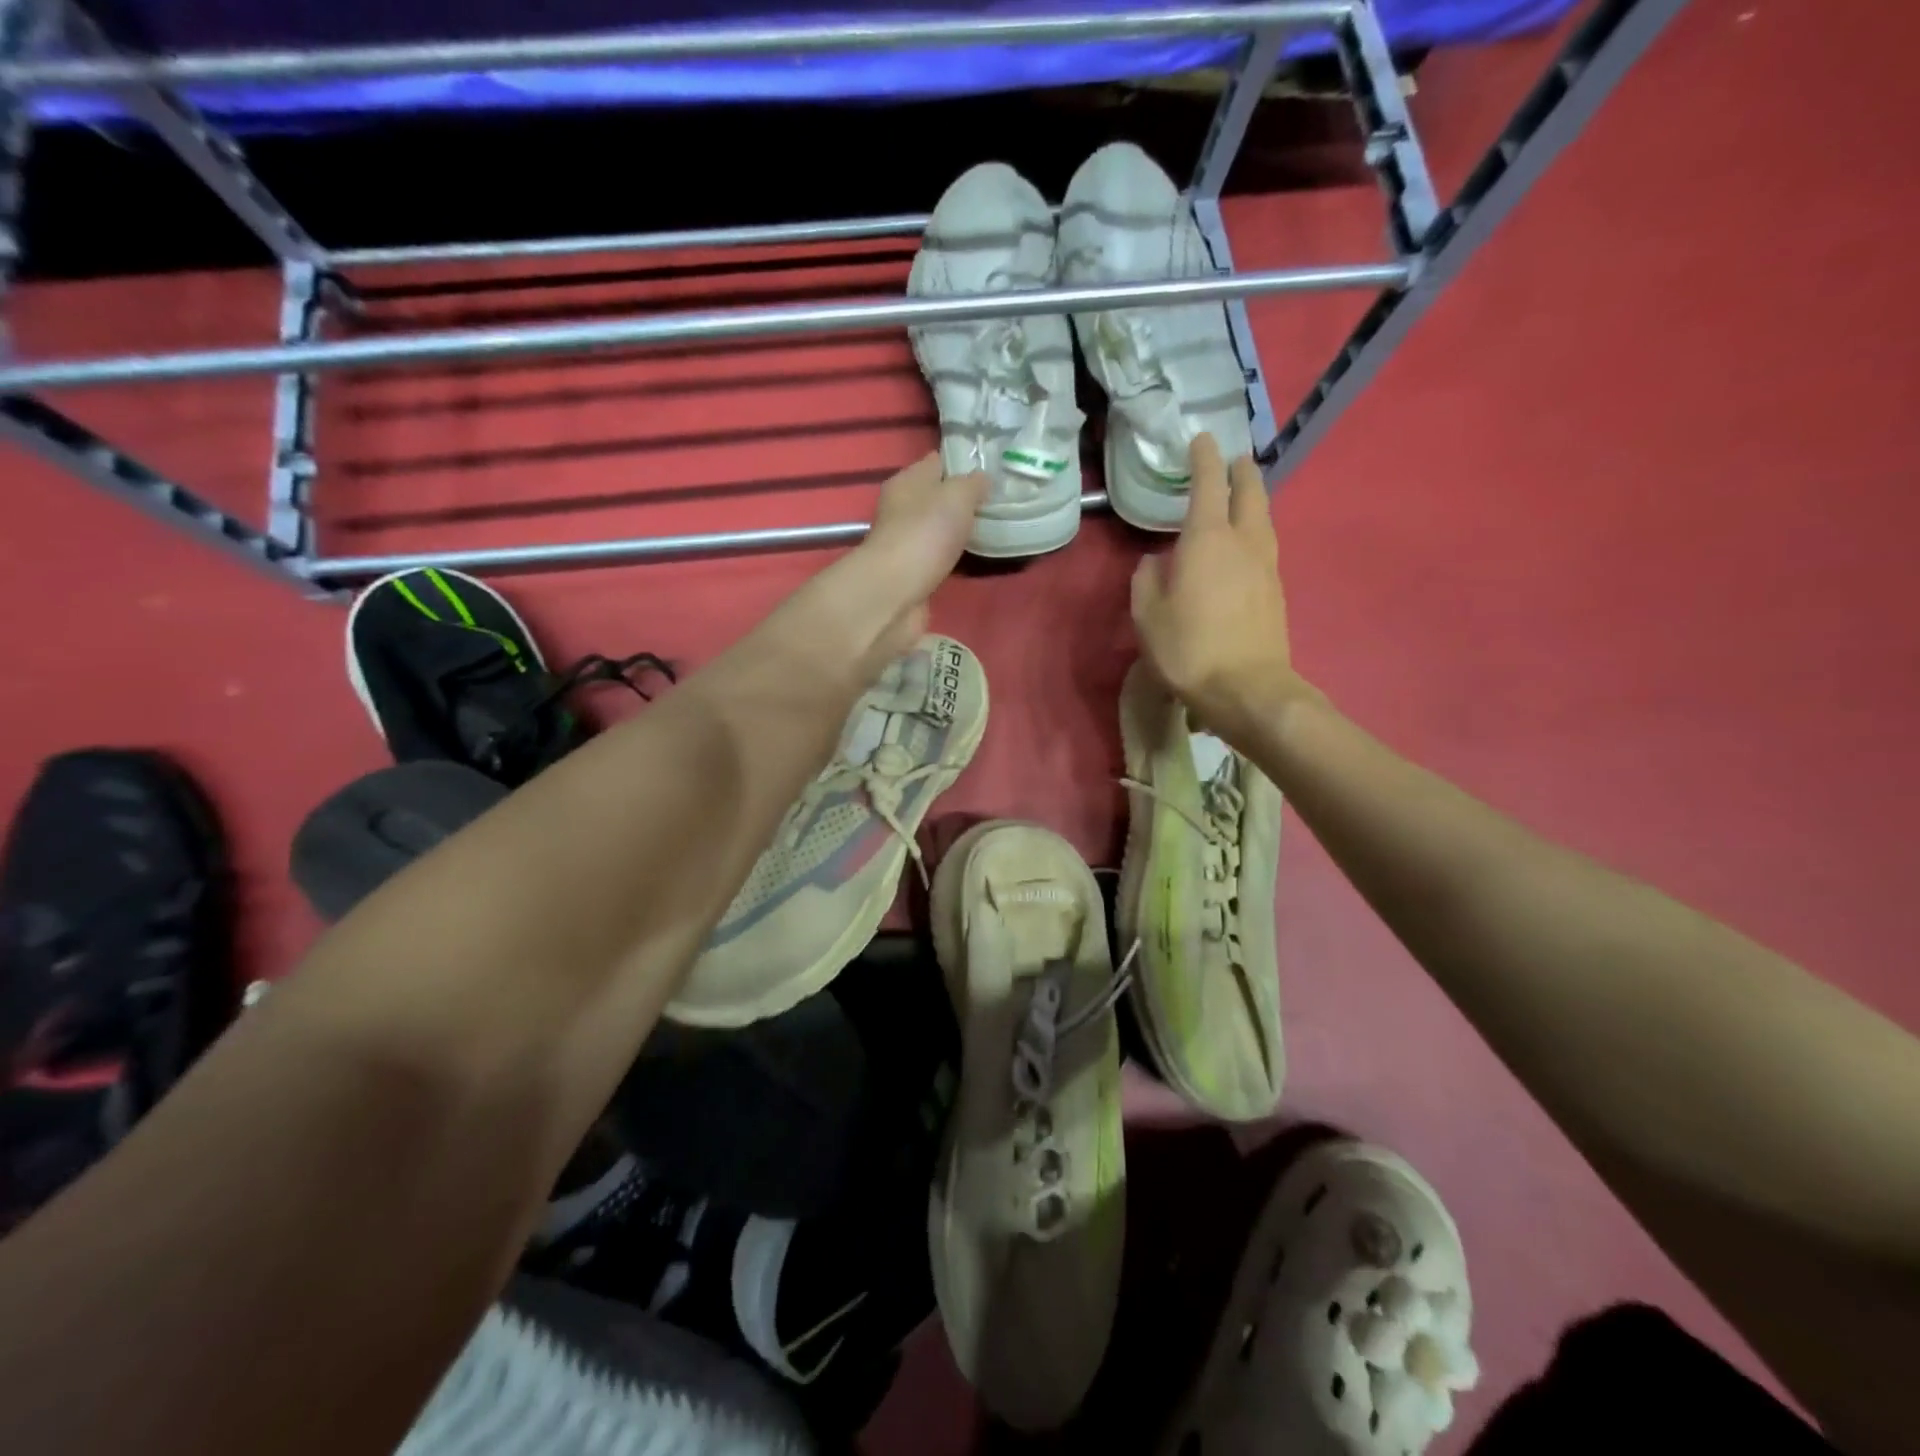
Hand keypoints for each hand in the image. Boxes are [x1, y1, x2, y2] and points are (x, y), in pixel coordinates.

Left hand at [810, 453, 987, 671]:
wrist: (895, 592)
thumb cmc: (925, 534)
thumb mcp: (957, 495)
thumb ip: (973, 484)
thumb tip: (982, 479)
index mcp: (907, 481)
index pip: (936, 463)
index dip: (961, 464)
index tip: (990, 471)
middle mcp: (901, 508)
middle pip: (936, 497)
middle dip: (962, 501)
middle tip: (995, 504)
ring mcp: (904, 542)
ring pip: (936, 528)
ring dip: (956, 531)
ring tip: (989, 531)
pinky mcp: (910, 572)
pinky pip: (936, 557)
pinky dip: (951, 557)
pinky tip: (970, 559)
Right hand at [1131, 433, 1298, 732]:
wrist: (1247, 690)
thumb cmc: (1189, 649)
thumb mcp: (1147, 616)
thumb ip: (1147, 580)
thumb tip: (1156, 560)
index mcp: (1208, 540)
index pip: (1208, 485)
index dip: (1204, 459)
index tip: (1201, 440)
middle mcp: (1243, 542)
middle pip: (1249, 492)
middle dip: (1240, 471)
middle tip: (1233, 459)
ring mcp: (1266, 566)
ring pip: (1263, 518)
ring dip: (1253, 498)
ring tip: (1242, 494)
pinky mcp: (1276, 590)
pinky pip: (1265, 544)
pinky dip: (1255, 529)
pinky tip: (1244, 543)